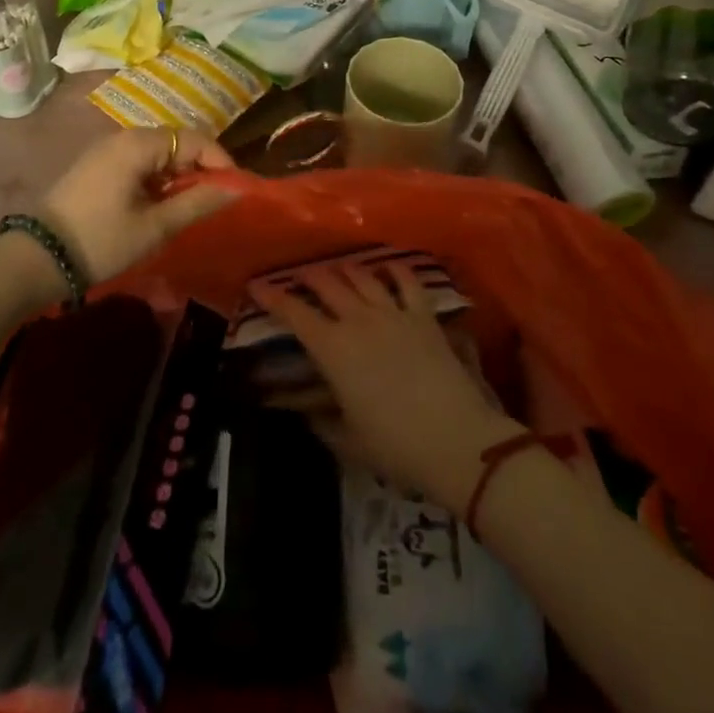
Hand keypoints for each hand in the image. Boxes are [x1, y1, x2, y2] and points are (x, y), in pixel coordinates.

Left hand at [39, 128, 237, 284]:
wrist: (37, 258)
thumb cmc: (101, 240)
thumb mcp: (155, 226)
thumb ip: (197, 202)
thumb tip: (235, 188)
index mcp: (138, 144)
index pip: (194, 139)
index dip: (219, 160)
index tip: (234, 188)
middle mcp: (122, 138)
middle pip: (176, 141)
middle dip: (199, 168)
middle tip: (214, 200)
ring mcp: (106, 151)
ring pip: (157, 153)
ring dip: (178, 175)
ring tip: (189, 207)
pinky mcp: (96, 167)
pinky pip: (138, 162)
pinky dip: (156, 179)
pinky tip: (159, 206)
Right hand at [261, 263, 521, 511]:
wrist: (456, 440)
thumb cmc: (395, 446)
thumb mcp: (349, 441)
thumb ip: (322, 422)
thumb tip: (306, 410)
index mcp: (333, 349)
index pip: (295, 313)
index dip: (273, 297)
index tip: (257, 286)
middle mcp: (358, 320)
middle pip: (328, 284)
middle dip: (308, 276)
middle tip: (298, 276)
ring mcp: (393, 313)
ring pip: (363, 276)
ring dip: (345, 269)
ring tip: (337, 268)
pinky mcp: (424, 316)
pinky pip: (407, 281)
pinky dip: (394, 269)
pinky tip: (388, 266)